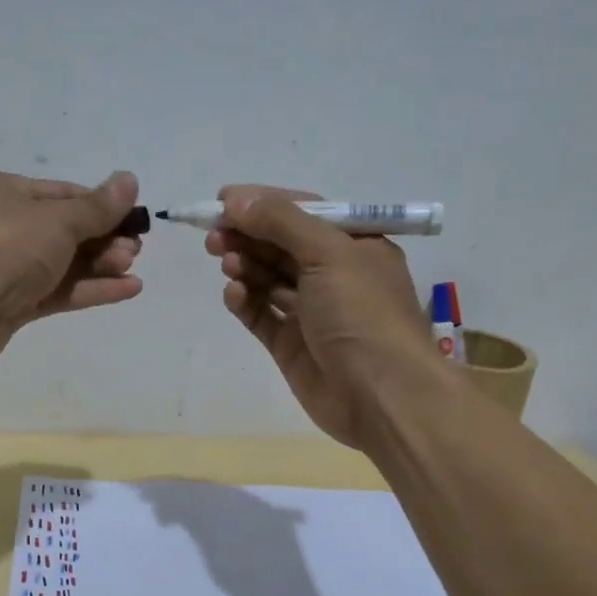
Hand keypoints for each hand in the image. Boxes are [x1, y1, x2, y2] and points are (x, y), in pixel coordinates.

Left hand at [0, 169, 143, 361]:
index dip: (100, 206)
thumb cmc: (6, 244)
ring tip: (133, 269)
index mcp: (2, 191)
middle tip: (135, 250)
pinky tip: (127, 290)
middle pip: (63, 231)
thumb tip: (130, 179)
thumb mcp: (58, 219)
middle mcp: (0, 226)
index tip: (132, 218)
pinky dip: (89, 290)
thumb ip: (97, 207)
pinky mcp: (12, 306)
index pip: (61, 194)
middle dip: (102, 240)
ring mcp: (5, 269)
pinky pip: (57, 292)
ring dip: (100, 266)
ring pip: (61, 264)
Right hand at [207, 185, 433, 447]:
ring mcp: (312, 312)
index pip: (303, 212)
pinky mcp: (292, 346)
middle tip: (214, 235)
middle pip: (281, 245)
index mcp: (355, 245)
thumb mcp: (328, 253)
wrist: (381, 397)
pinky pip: (261, 315)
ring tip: (224, 261)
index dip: (263, 203)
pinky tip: (233, 294)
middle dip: (248, 235)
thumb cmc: (363, 314)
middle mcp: (334, 275)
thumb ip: (281, 221)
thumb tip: (235, 198)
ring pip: (268, 279)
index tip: (223, 200)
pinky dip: (245, 301)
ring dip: (245, 265)